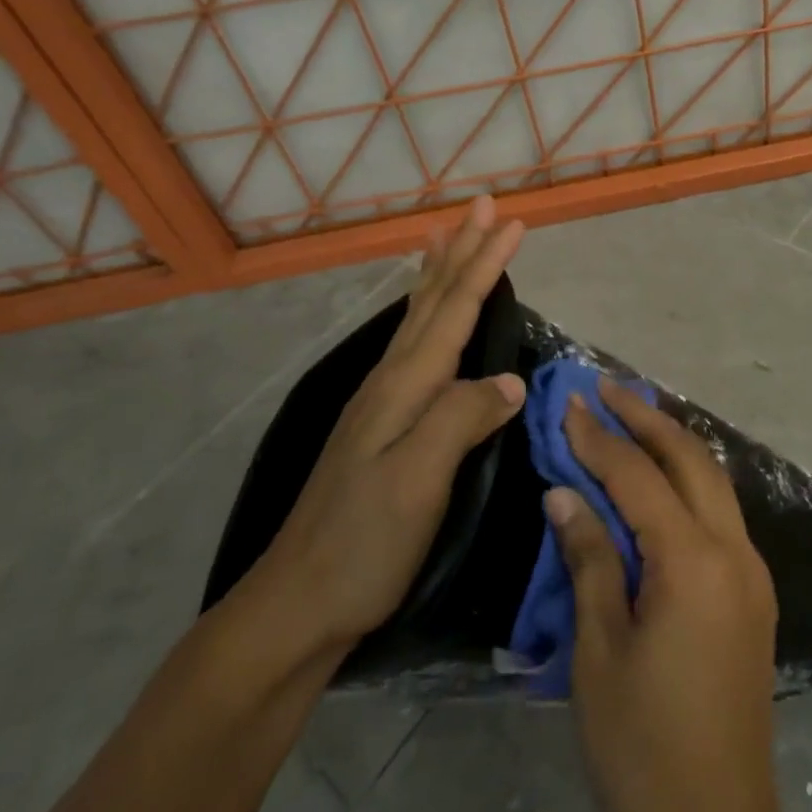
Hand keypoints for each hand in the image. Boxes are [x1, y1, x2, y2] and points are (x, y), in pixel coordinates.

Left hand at [249, 196, 525, 668]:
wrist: (297, 606)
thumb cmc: (363, 545)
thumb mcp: (417, 484)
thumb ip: (460, 421)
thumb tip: (508, 381)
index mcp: (404, 388)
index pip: (454, 310)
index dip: (486, 264)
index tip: (514, 222)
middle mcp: (390, 382)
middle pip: (432, 301)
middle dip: (462, 250)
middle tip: (483, 205)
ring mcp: (381, 402)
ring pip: (417, 318)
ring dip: (439, 272)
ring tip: (447, 235)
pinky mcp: (381, 425)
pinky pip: (413, 346)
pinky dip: (425, 312)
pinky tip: (426, 318)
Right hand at [550, 383, 811, 811]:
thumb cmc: (642, 746)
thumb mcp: (599, 652)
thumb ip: (589, 559)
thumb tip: (566, 492)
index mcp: (693, 561)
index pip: (638, 475)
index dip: (600, 437)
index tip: (569, 402)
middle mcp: (734, 550)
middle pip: (690, 458)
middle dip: (646, 417)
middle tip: (605, 388)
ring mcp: (752, 570)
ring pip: (714, 480)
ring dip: (672, 442)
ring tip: (631, 415)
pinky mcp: (754, 592)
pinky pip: (721, 512)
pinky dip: (689, 480)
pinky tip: (661, 478)